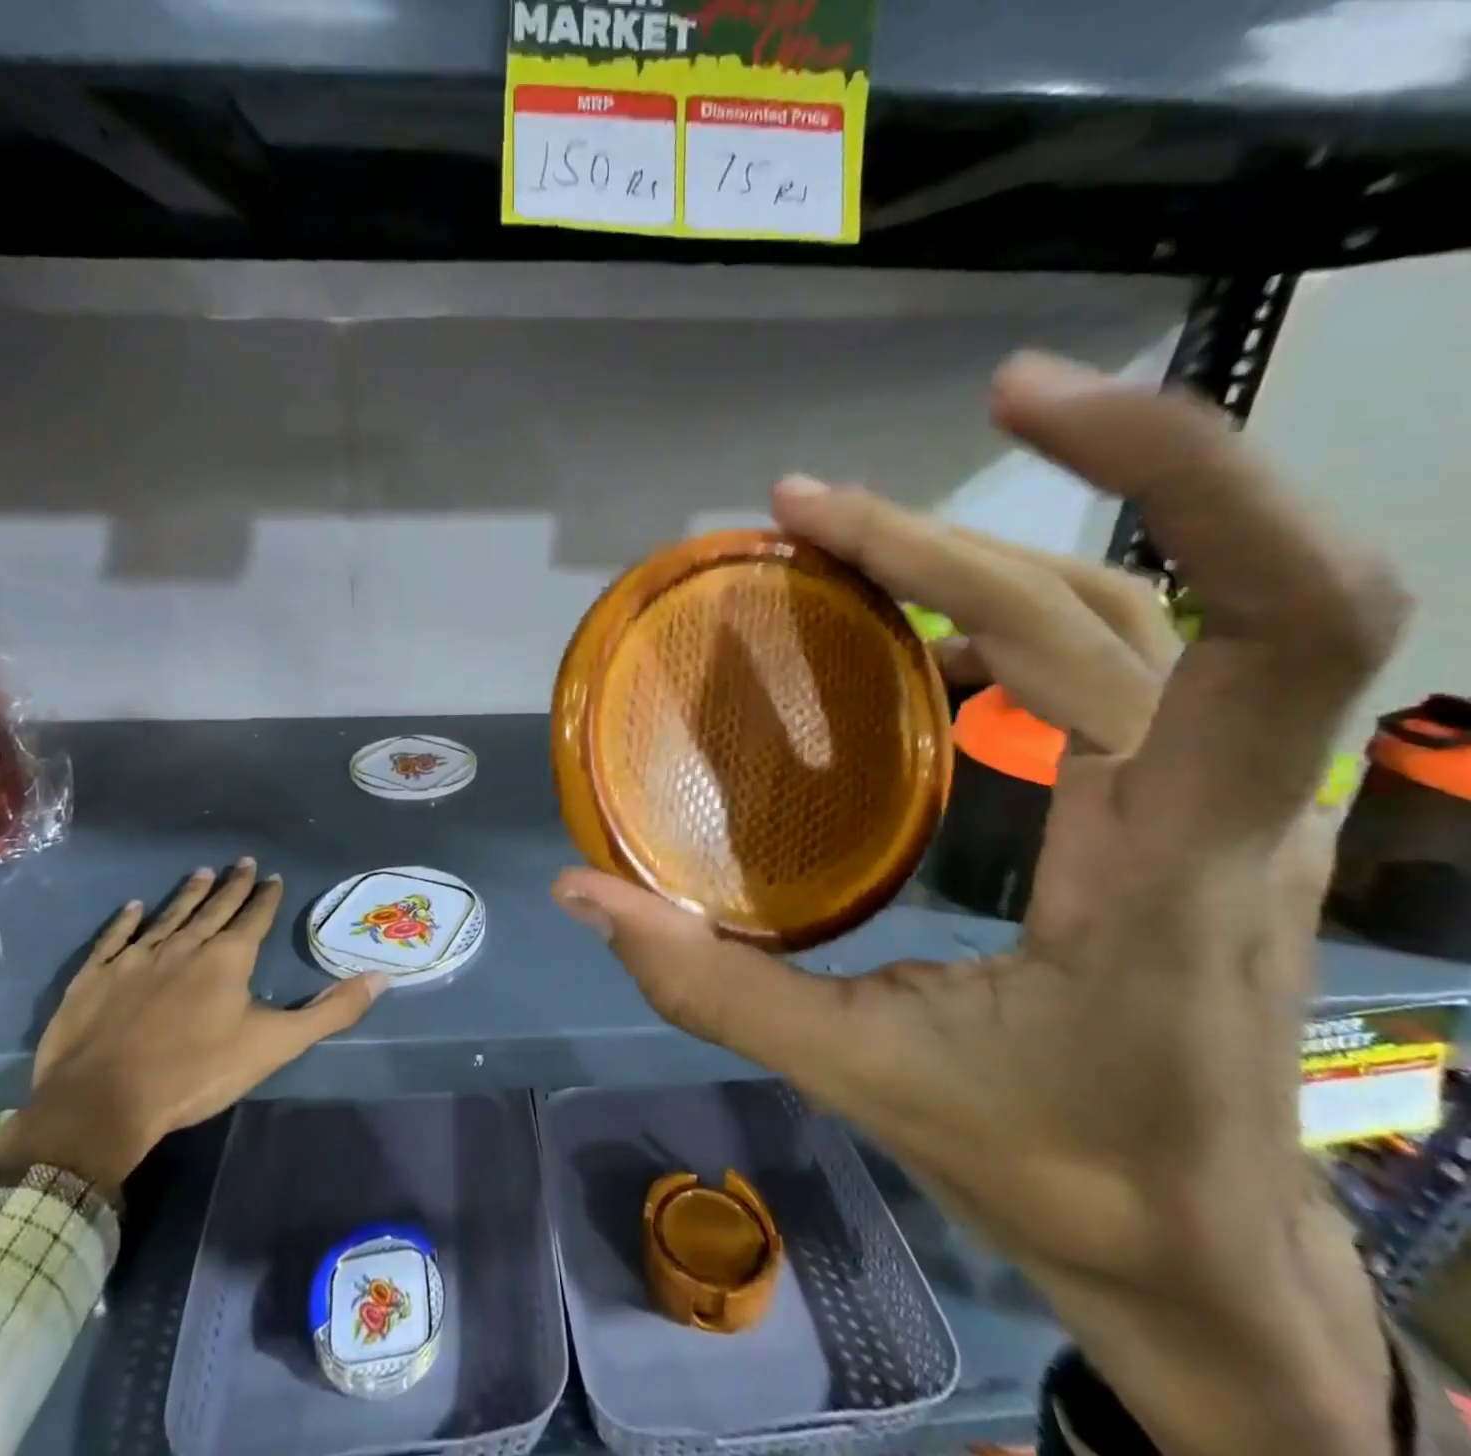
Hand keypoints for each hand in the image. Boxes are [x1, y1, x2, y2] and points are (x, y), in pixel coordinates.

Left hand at [0, 860, 384, 1189]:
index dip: (266, 897)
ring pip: (169, 915)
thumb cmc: (196, 1072)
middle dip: (232, 885)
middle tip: (242, 862)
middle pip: (214, 908)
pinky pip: (115, 938)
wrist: (102, 1103)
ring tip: (202, 872)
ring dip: (188, 894)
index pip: (254, 917)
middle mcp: (185, 946)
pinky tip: (133, 907)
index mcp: (228, 958)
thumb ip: (331, 1011)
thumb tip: (381, 978)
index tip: (272, 876)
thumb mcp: (275, 1045)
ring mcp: (137, 958)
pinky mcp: (97, 977)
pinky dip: (125, 921)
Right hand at [555, 353, 1409, 1455]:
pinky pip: (1098, 659)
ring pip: (1112, 613)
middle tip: (804, 504)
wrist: (1198, 1253)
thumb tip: (582, 895)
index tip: (1020, 404)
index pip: (1276, 622)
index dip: (1183, 474)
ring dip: (967, 555)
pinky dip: (992, 609)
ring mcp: (1208, 794)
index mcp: (1176, 861)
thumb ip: (713, 986)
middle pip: (1114, 598)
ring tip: (834, 534)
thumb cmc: (1058, 1172)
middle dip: (953, 530)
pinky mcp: (1173, 800)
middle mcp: (1220, 799)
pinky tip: (906, 613)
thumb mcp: (868, 1078)